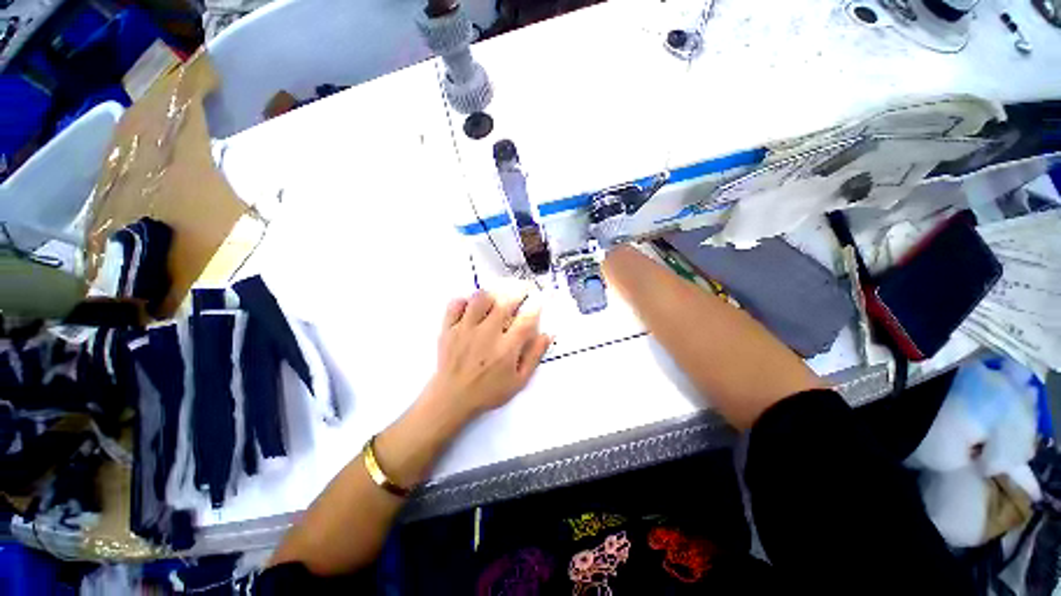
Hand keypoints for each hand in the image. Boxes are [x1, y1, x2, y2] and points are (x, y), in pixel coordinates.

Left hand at [424, 288, 551, 420]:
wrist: (452, 398)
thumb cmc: (488, 391)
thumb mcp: (519, 381)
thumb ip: (534, 356)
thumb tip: (547, 335)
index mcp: (506, 349)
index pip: (526, 319)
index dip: (535, 306)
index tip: (538, 300)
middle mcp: (487, 335)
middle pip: (505, 303)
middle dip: (517, 292)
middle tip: (521, 290)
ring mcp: (465, 330)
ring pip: (480, 298)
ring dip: (491, 295)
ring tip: (495, 299)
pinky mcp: (448, 329)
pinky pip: (455, 304)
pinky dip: (464, 301)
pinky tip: (471, 307)